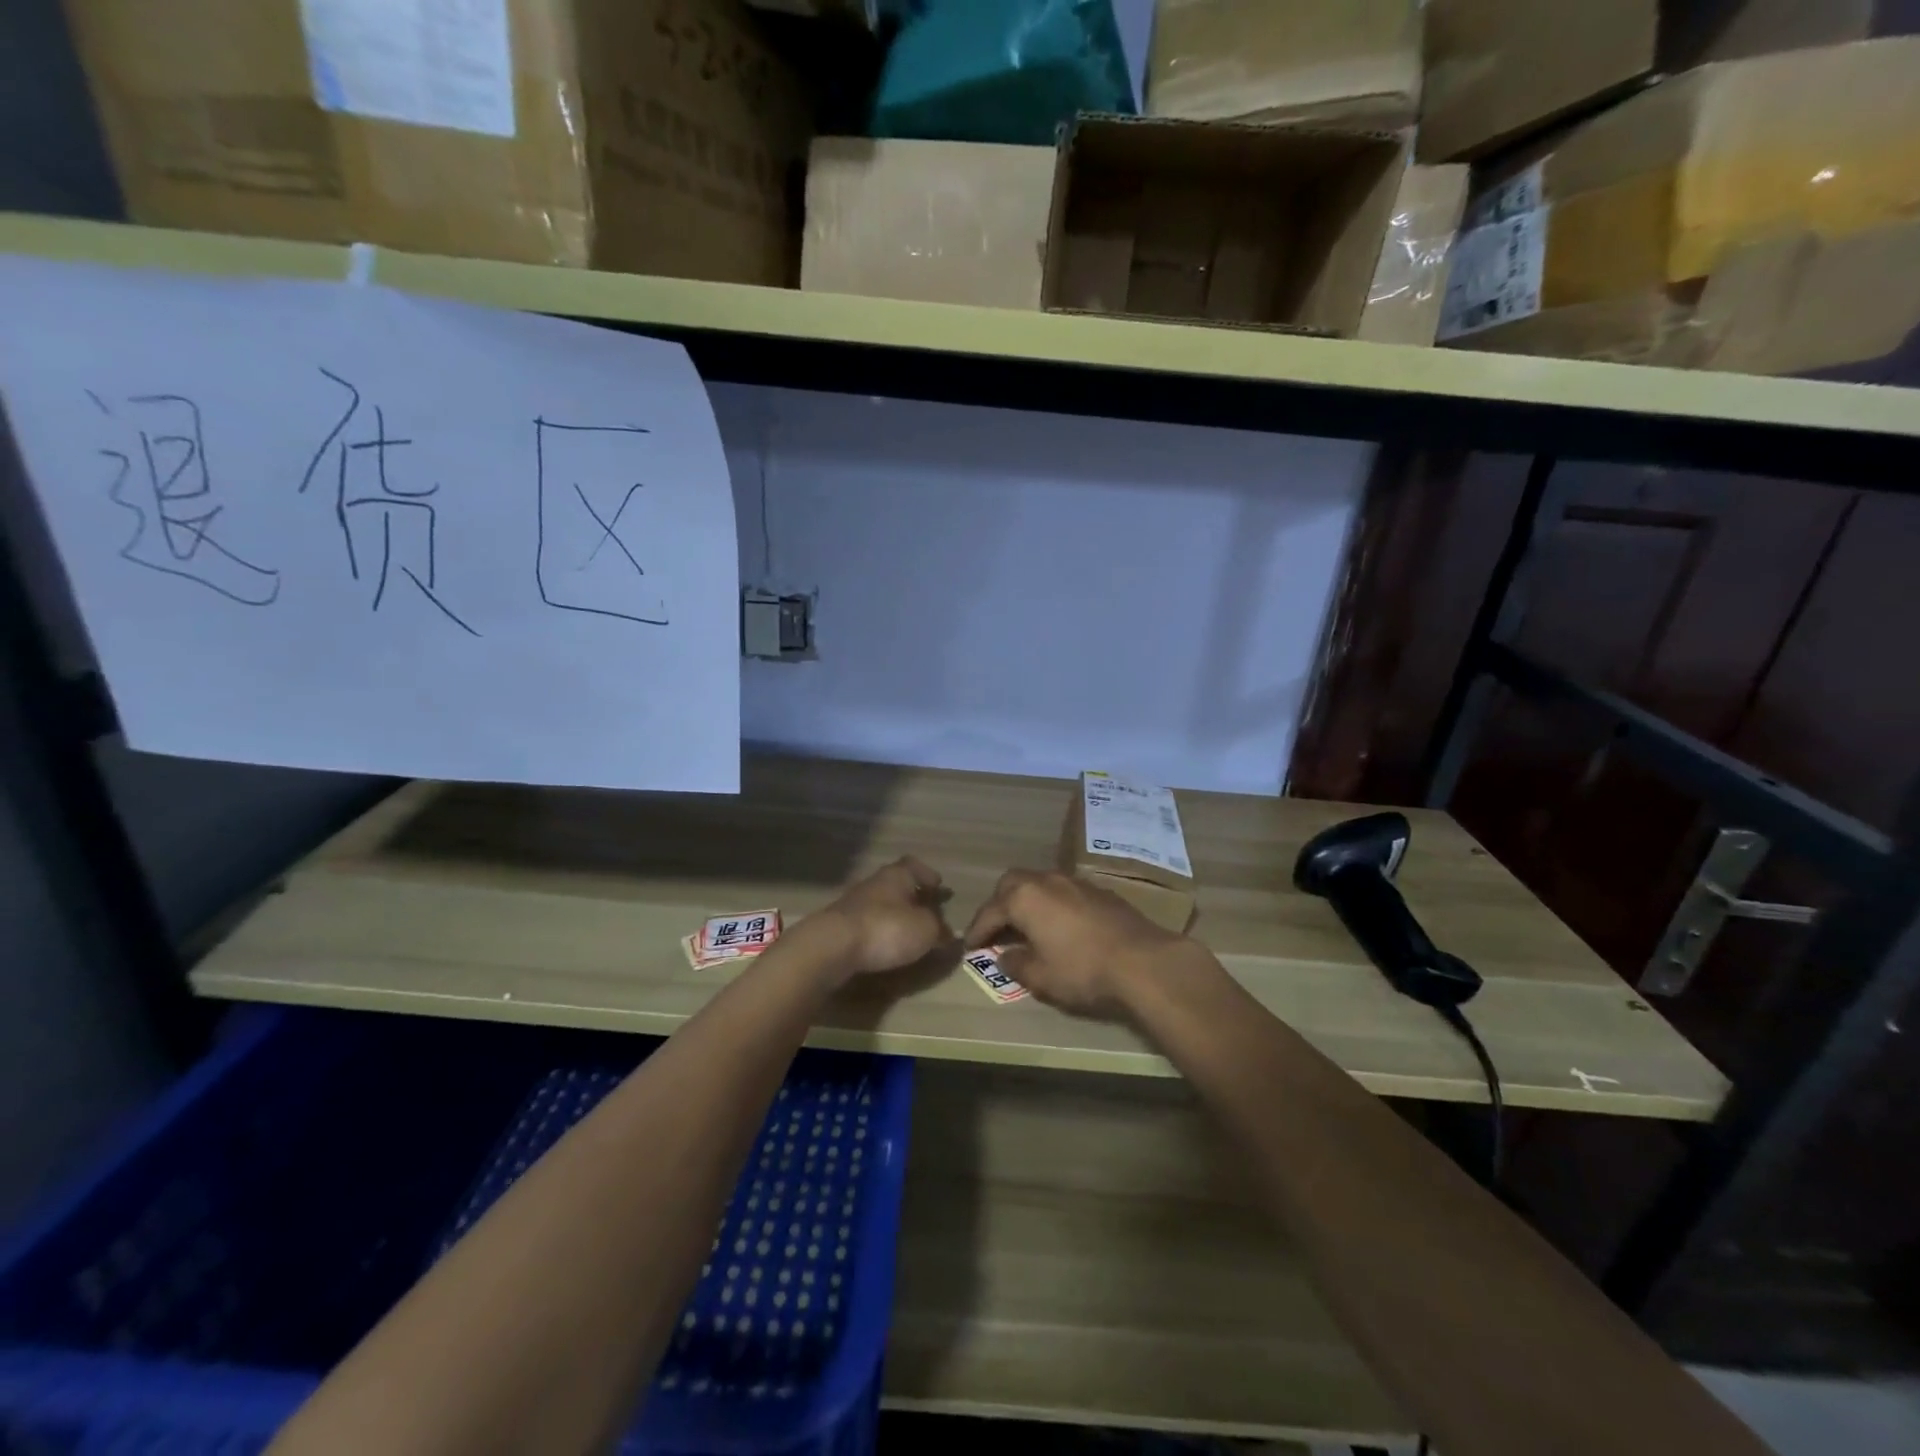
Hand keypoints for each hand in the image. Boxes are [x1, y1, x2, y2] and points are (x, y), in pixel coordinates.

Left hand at [808, 856, 951, 977]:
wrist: (833, 946)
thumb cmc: (887, 929)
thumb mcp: (925, 930)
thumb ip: (939, 929)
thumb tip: (947, 933)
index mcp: (897, 876)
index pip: (914, 866)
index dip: (927, 875)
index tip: (938, 885)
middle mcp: (874, 883)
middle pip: (896, 884)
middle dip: (912, 896)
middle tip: (927, 910)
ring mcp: (854, 904)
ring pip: (881, 903)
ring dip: (895, 914)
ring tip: (909, 931)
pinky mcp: (841, 926)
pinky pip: (868, 923)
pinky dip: (880, 931)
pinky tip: (886, 945)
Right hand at [963, 869, 1195, 1015]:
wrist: (1142, 961)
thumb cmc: (1081, 970)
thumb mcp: (1040, 977)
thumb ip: (1016, 964)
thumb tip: (1005, 956)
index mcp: (1024, 897)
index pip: (990, 911)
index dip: (977, 930)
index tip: (970, 946)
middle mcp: (1047, 880)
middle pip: (1013, 884)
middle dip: (1000, 904)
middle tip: (997, 927)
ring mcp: (1076, 882)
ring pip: (1041, 883)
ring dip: (1029, 901)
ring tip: (1028, 925)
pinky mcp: (1100, 890)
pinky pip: (1065, 891)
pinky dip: (1054, 904)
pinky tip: (1061, 925)